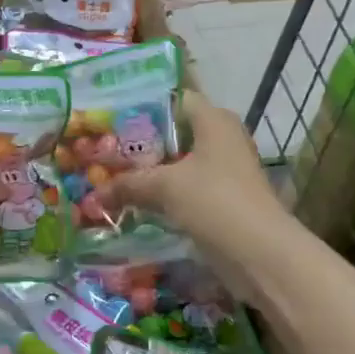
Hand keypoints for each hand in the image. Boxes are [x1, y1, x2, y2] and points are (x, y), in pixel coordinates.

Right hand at [92, 93, 293, 293]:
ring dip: (151, 171)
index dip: (144, 106)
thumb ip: (127, 185)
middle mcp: (222, 139)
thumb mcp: (164, 187)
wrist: (260, 253)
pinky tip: (135, 202)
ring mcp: (225, 171)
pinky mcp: (223, 200)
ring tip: (113, 175)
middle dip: (141, 143)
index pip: (176, 99)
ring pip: (179, 163)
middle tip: (104, 149)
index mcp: (214, 120)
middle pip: (175, 133)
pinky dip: (163, 193)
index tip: (112, 117)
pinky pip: (185, 188)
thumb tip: (94, 195)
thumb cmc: (214, 201)